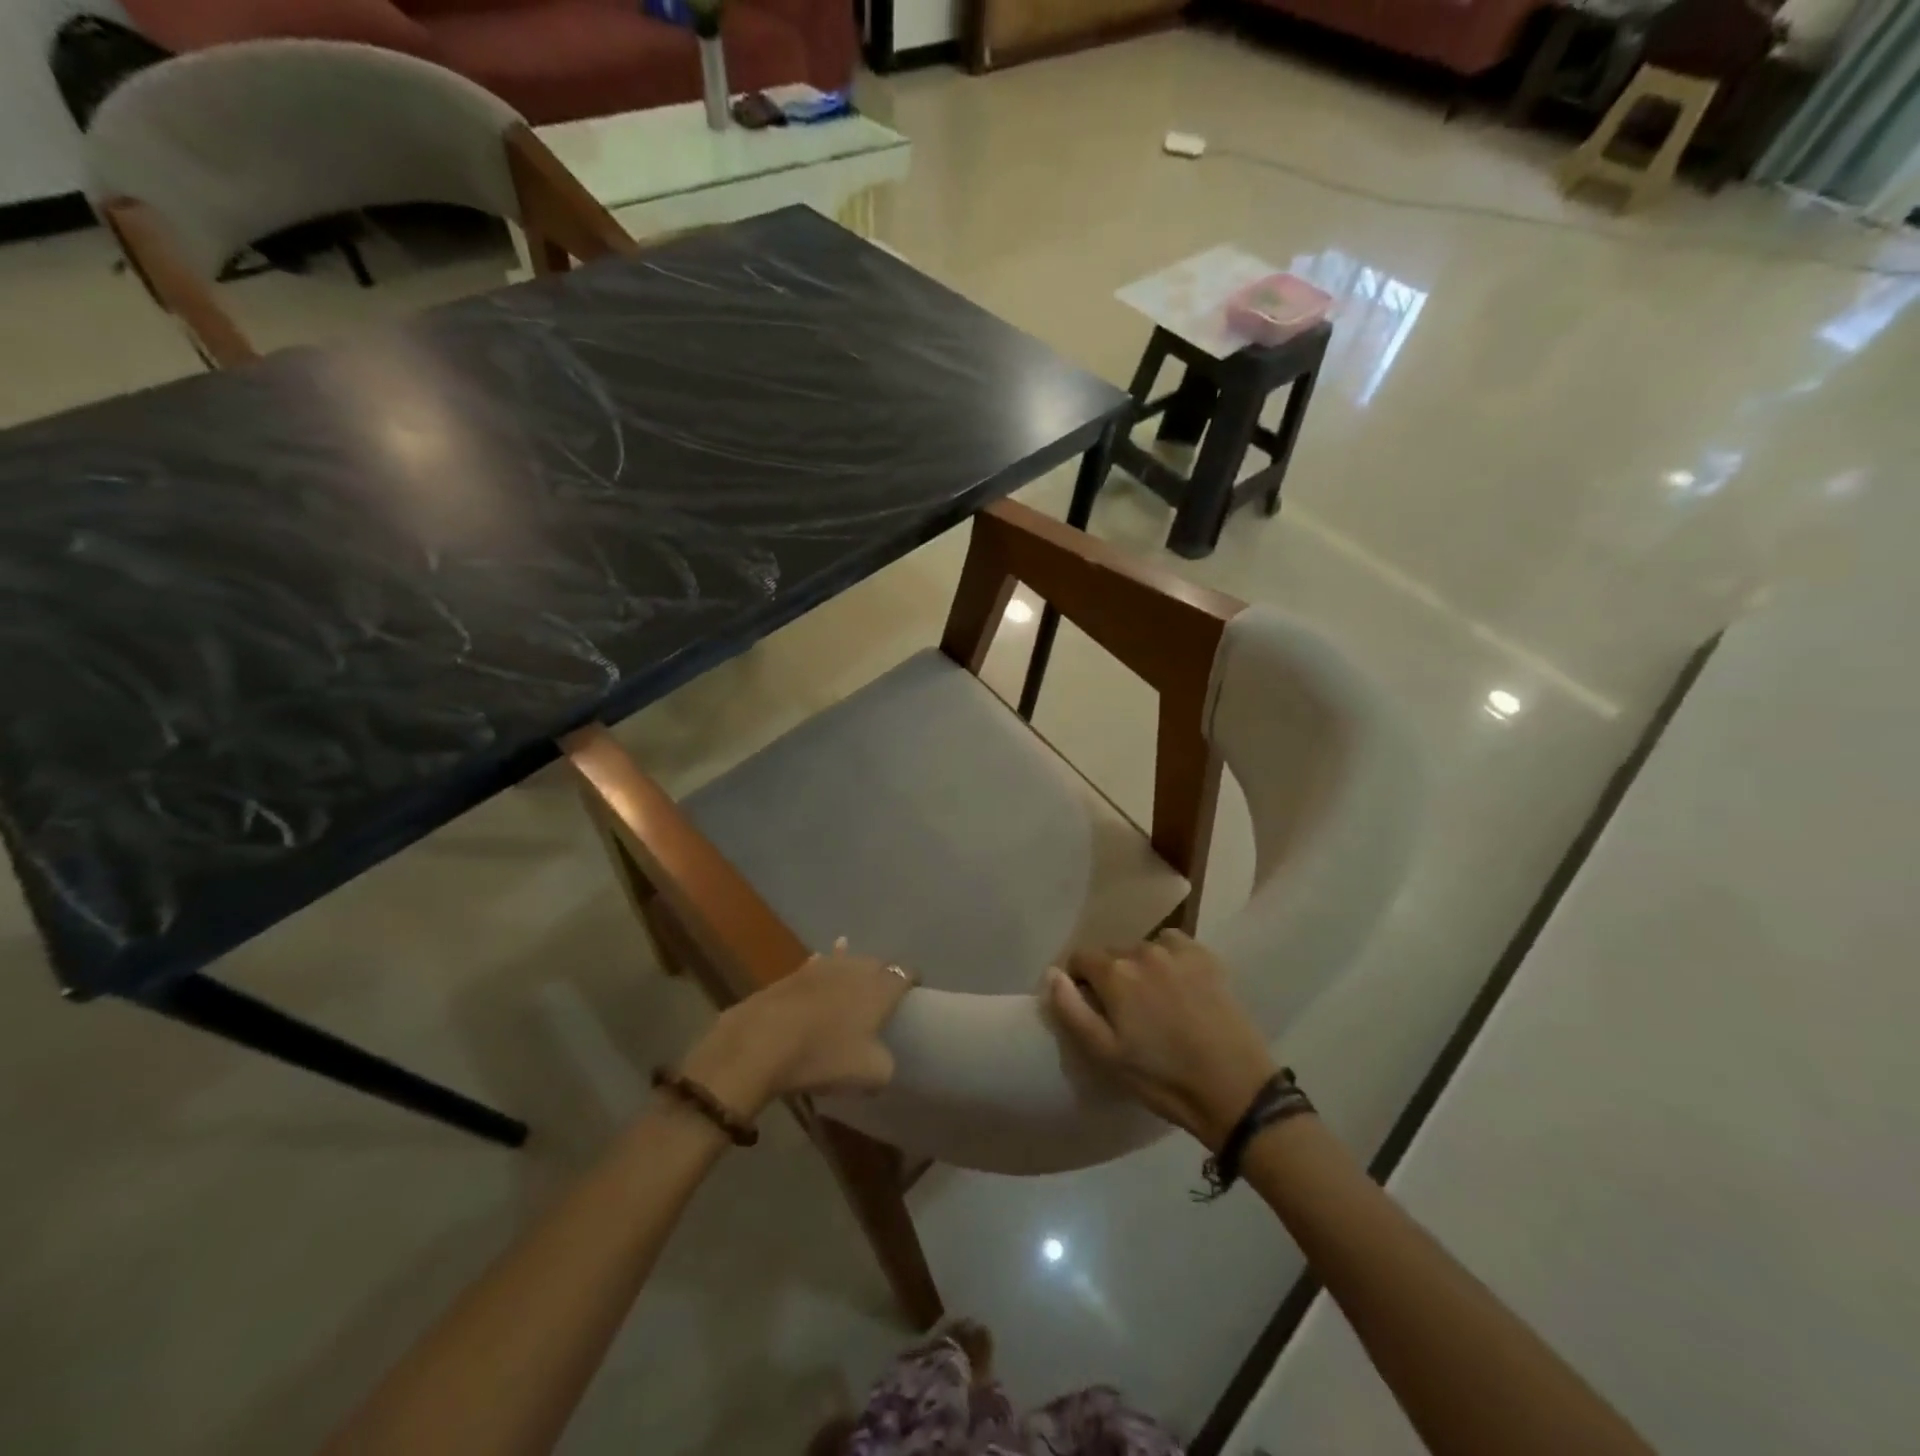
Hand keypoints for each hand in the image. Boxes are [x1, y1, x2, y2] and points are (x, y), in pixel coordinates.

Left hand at [681, 939, 913, 1117]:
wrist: (763, 1041)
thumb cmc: (825, 1054)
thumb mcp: (870, 1074)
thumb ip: (886, 1066)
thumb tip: (883, 1062)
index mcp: (880, 987)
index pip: (905, 974)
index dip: (912, 981)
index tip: (913, 993)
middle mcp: (855, 968)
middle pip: (876, 964)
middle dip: (882, 975)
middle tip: (882, 995)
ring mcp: (822, 967)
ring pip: (845, 961)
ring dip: (851, 970)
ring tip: (853, 979)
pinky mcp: (793, 975)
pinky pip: (816, 969)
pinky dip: (822, 973)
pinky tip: (818, 981)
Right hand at [1047, 930, 1276, 1150]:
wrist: (1235, 1090)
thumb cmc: (1162, 1078)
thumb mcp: (1106, 1054)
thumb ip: (1071, 1010)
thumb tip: (1053, 973)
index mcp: (1115, 973)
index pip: (1080, 958)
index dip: (1079, 981)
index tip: (1090, 1007)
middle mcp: (1142, 950)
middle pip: (1112, 953)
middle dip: (1110, 976)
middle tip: (1125, 1012)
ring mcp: (1178, 951)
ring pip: (1143, 949)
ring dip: (1140, 967)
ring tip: (1155, 1001)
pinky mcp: (1207, 958)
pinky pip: (1174, 944)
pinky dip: (1169, 957)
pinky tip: (1179, 984)